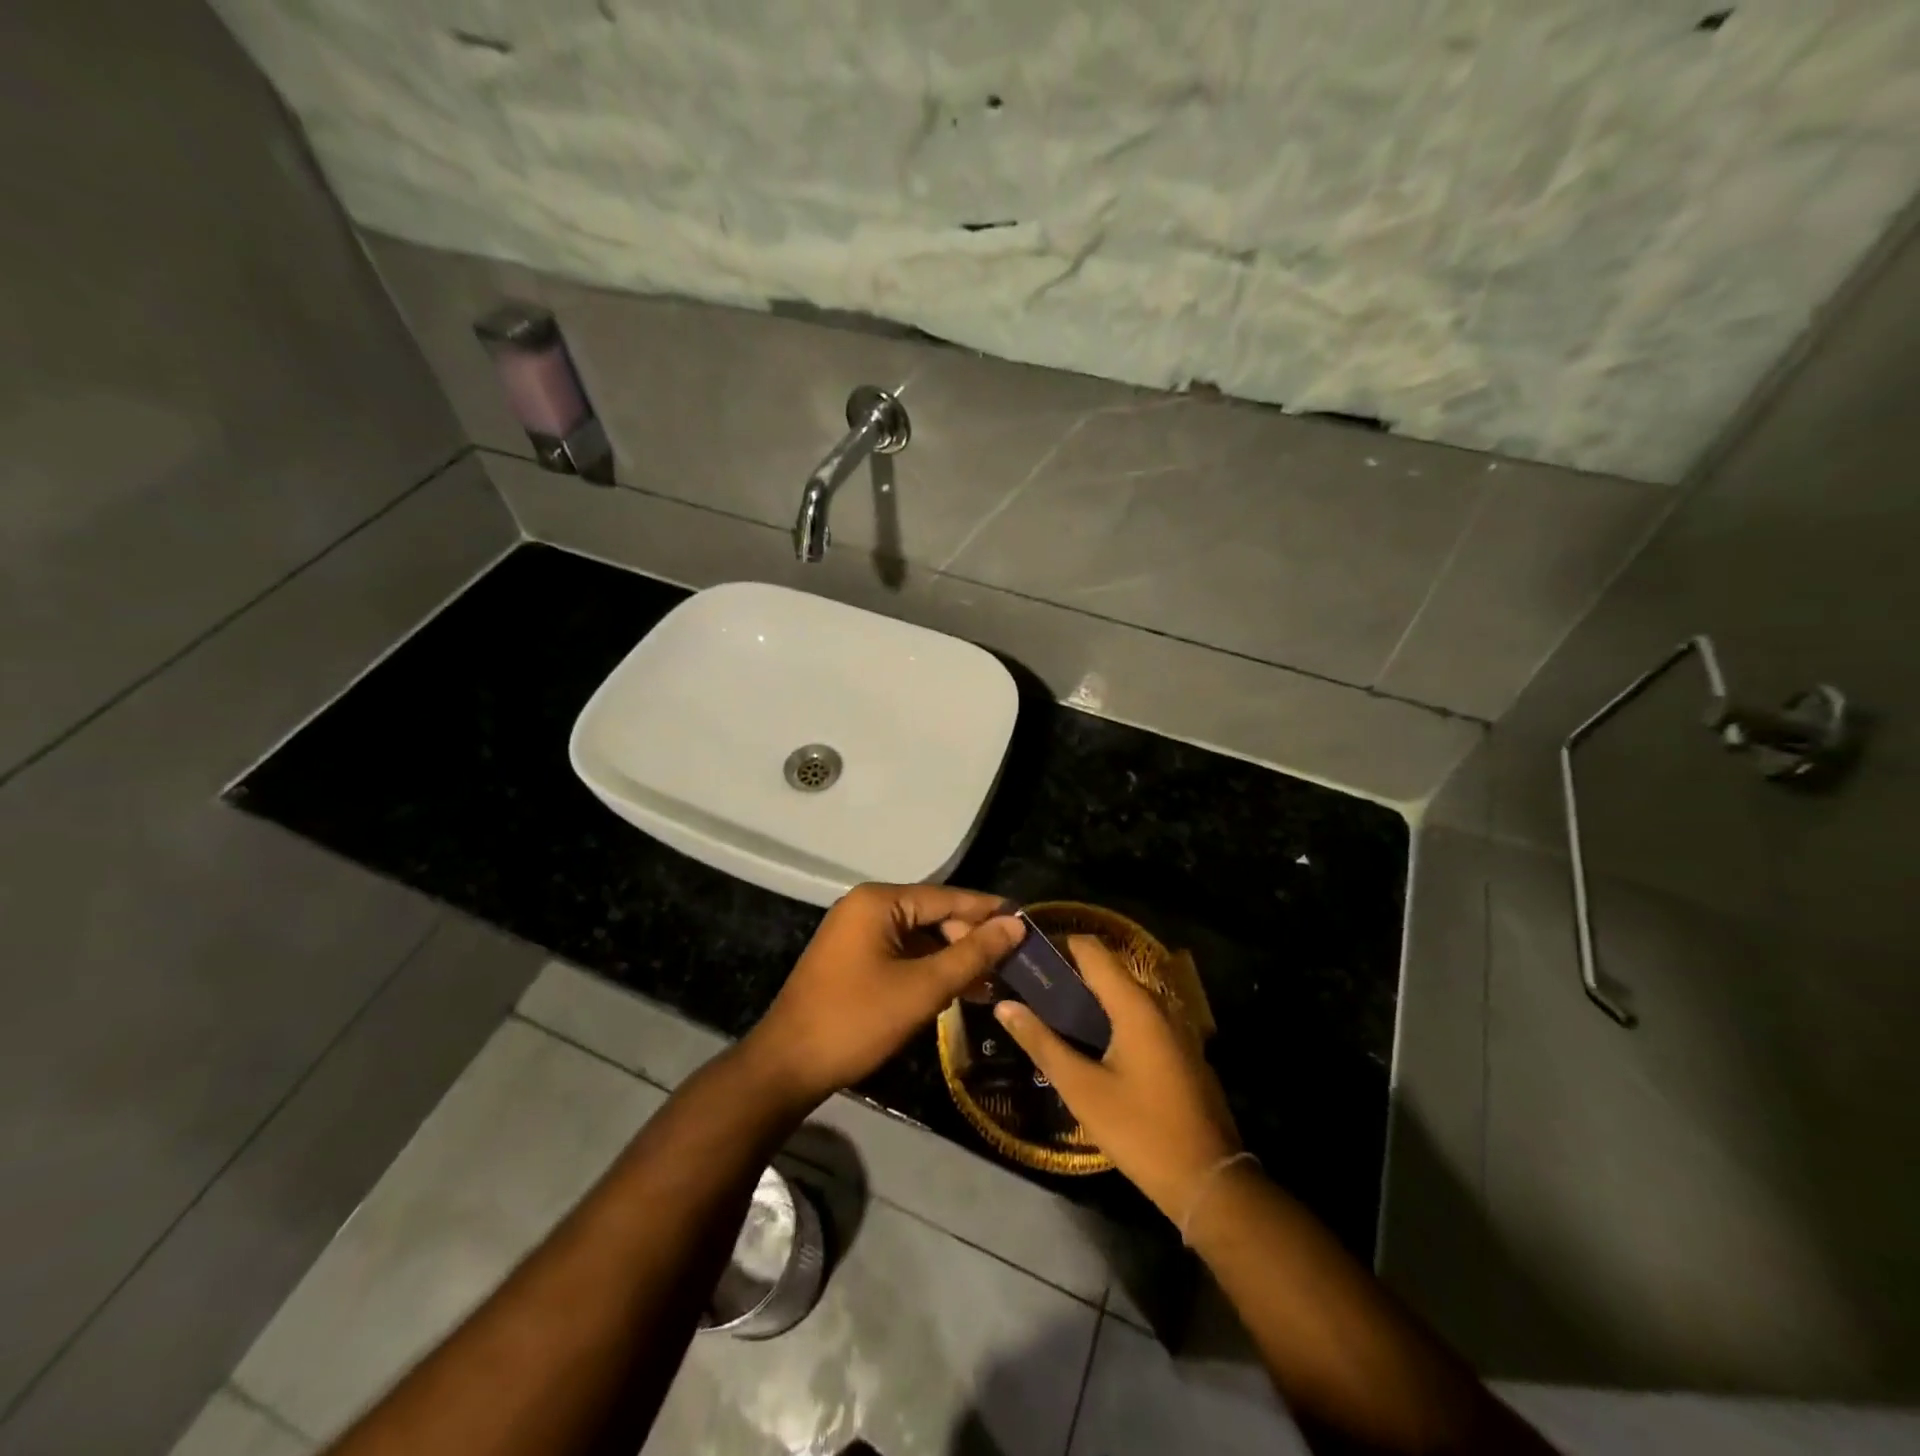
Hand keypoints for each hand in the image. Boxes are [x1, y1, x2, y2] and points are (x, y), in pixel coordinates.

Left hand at [742, 883, 1024, 1109]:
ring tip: (992, 983)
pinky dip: (928, 970)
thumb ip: (972, 954)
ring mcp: (856, 933)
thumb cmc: (857, 1020)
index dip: (988, 911)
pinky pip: (901, 954)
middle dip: (970, 940)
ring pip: (918, 938)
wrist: (787, 1066)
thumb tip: (1015, 925)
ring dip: (952, 959)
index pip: (947, 897)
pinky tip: (957, 991)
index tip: (1027, 924)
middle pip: (933, 915)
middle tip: (1010, 965)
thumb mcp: (923, 988)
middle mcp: (866, 907)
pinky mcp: (852, 959)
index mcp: (879, 902)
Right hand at [993, 935, 1240, 1220]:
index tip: (1025, 959)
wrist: (1209, 1179)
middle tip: (1028, 991)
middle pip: (1106, 969)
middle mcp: (1157, 1004)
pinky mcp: (1177, 1049)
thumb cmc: (1140, 1130)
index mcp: (1134, 1004)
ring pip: (1121, 995)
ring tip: (1048, 1015)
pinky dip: (1108, 1018)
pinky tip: (1086, 1043)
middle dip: (1067, 974)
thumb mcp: (1082, 1089)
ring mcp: (1172, 1026)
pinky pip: (1137, 1016)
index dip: (1056, 946)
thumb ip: (1042, 1042)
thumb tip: (1005, 1005)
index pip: (1091, 949)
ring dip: (1087, 999)